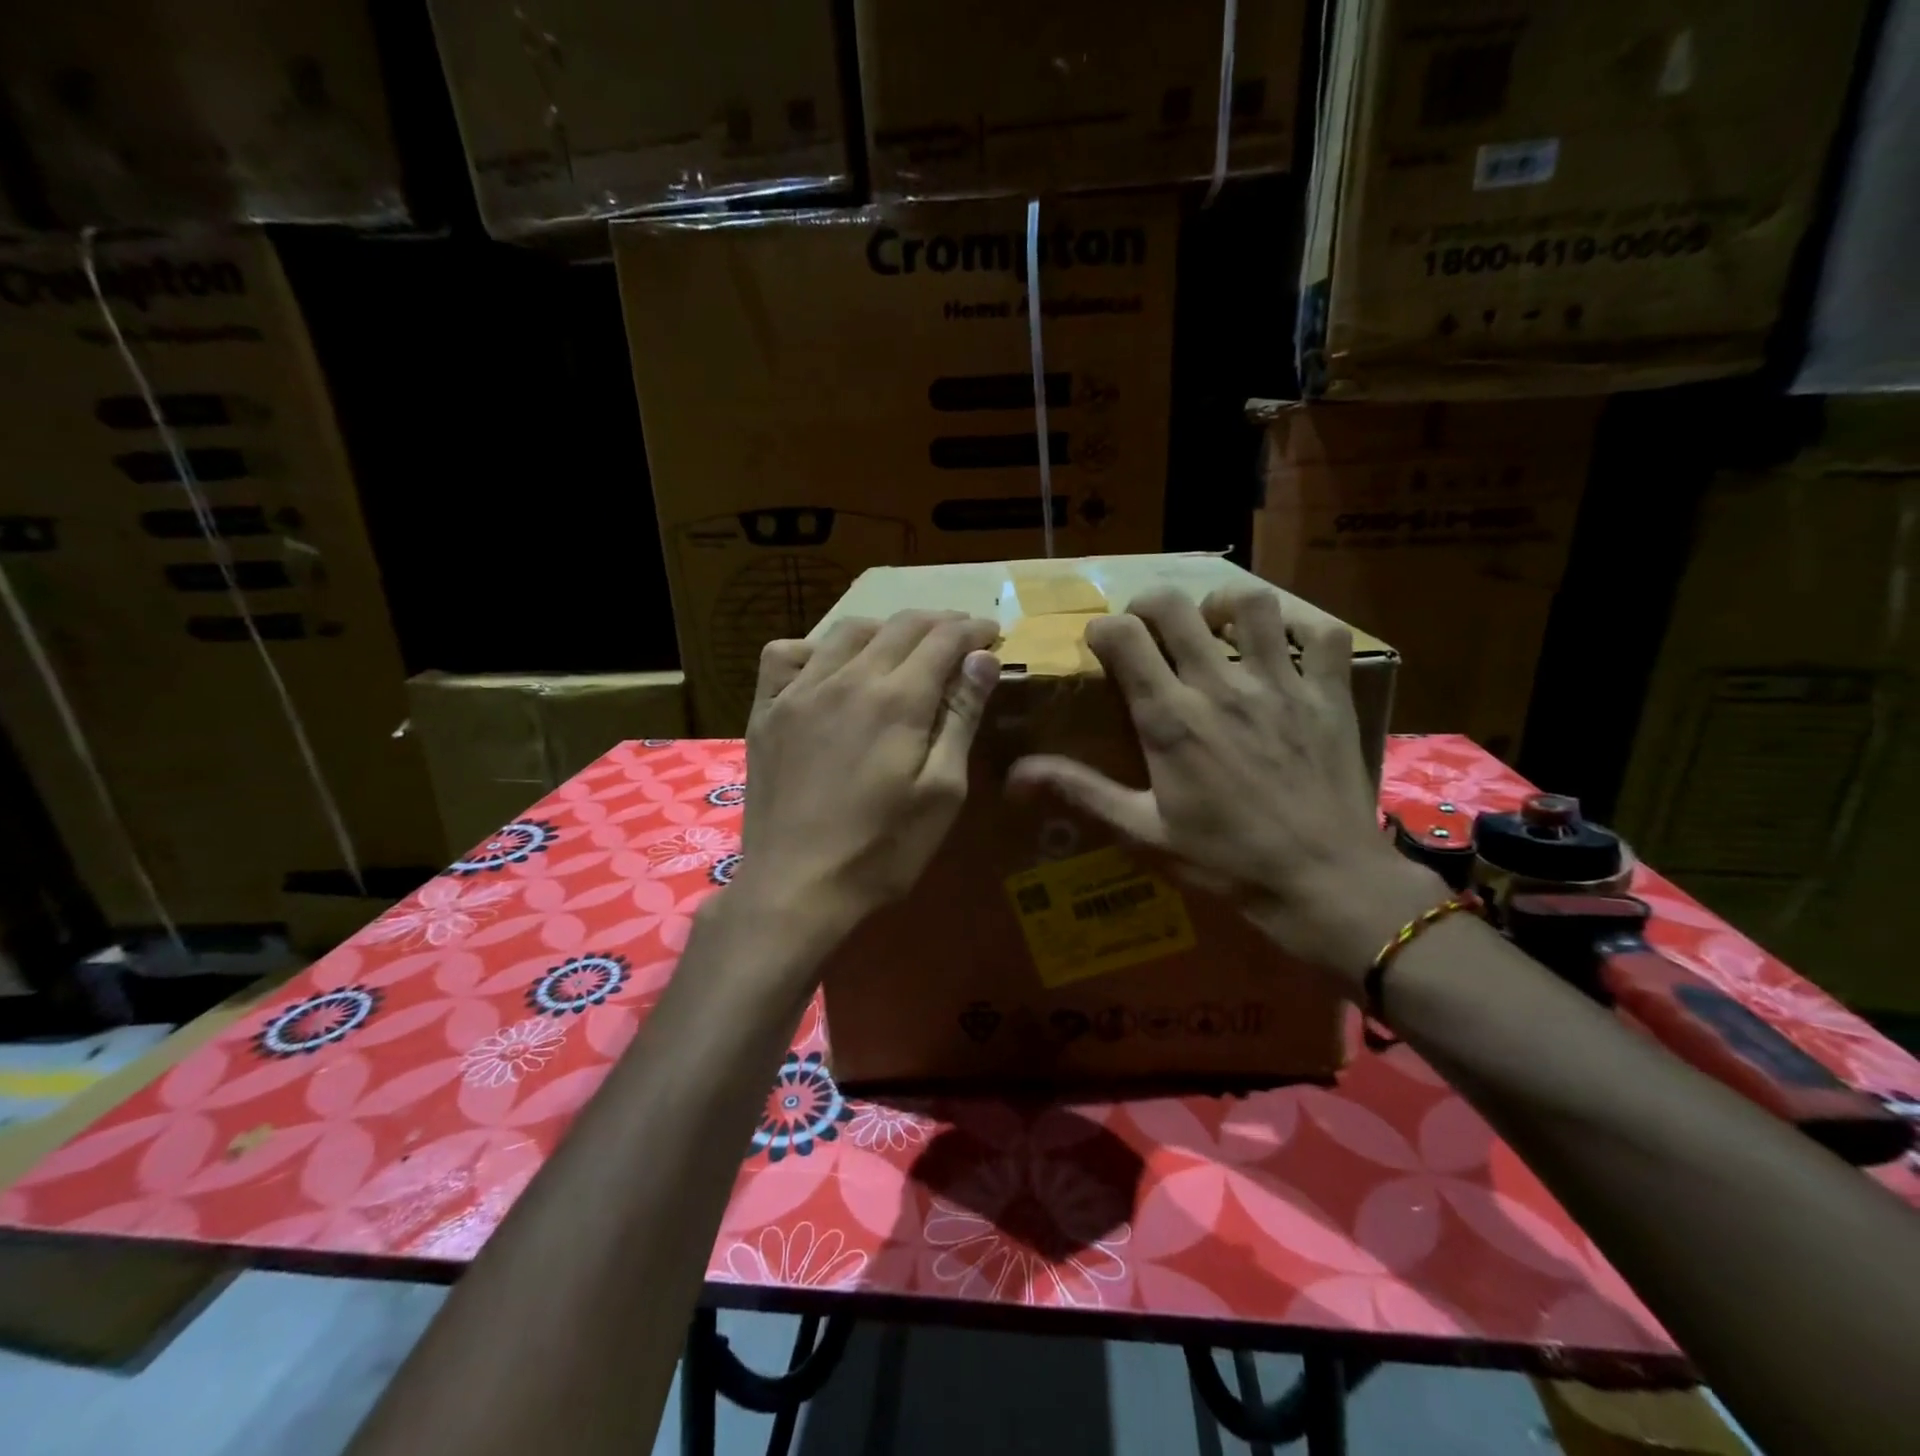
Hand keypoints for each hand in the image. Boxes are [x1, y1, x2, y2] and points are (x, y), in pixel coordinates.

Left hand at [728, 610, 1000, 946]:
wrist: (796, 887)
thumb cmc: (883, 849)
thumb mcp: (942, 792)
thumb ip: (961, 717)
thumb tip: (982, 658)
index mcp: (898, 699)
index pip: (943, 639)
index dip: (973, 630)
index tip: (991, 634)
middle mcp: (848, 678)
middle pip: (900, 626)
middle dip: (938, 623)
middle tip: (960, 636)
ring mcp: (800, 691)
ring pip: (847, 631)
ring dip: (885, 628)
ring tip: (904, 644)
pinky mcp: (766, 711)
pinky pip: (785, 655)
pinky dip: (815, 647)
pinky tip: (827, 665)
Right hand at [1007, 589, 1443, 994]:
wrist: (1323, 883)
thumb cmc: (1225, 861)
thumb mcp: (1142, 832)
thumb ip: (1080, 791)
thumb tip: (1014, 776)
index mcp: (1170, 719)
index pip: (1123, 638)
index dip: (1103, 631)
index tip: (1101, 648)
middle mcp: (1221, 687)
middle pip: (1175, 607)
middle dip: (1149, 607)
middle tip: (1148, 631)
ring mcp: (1281, 684)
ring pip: (1250, 603)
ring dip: (1222, 605)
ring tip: (1214, 628)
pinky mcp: (1328, 693)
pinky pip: (1324, 633)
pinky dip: (1302, 625)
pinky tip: (1284, 643)